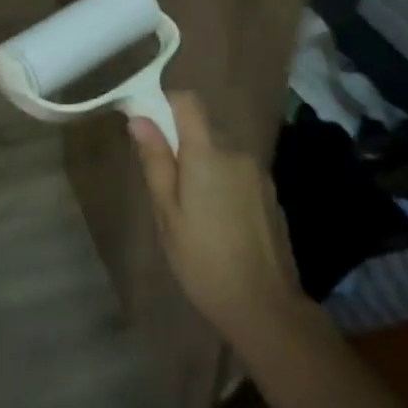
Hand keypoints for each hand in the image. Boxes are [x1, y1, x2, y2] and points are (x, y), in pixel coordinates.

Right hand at [129, 93, 303, 346]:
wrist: (264, 306)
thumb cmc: (203, 260)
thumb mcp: (167, 214)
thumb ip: (155, 162)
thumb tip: (139, 119)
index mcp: (208, 154)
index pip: (188, 102)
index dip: (164, 102)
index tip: (144, 122)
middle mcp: (237, 153)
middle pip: (203, 128)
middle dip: (180, 143)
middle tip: (162, 183)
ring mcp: (257, 173)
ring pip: (220, 153)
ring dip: (201, 166)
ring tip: (189, 210)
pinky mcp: (269, 193)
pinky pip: (237, 173)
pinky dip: (221, 182)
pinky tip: (216, 221)